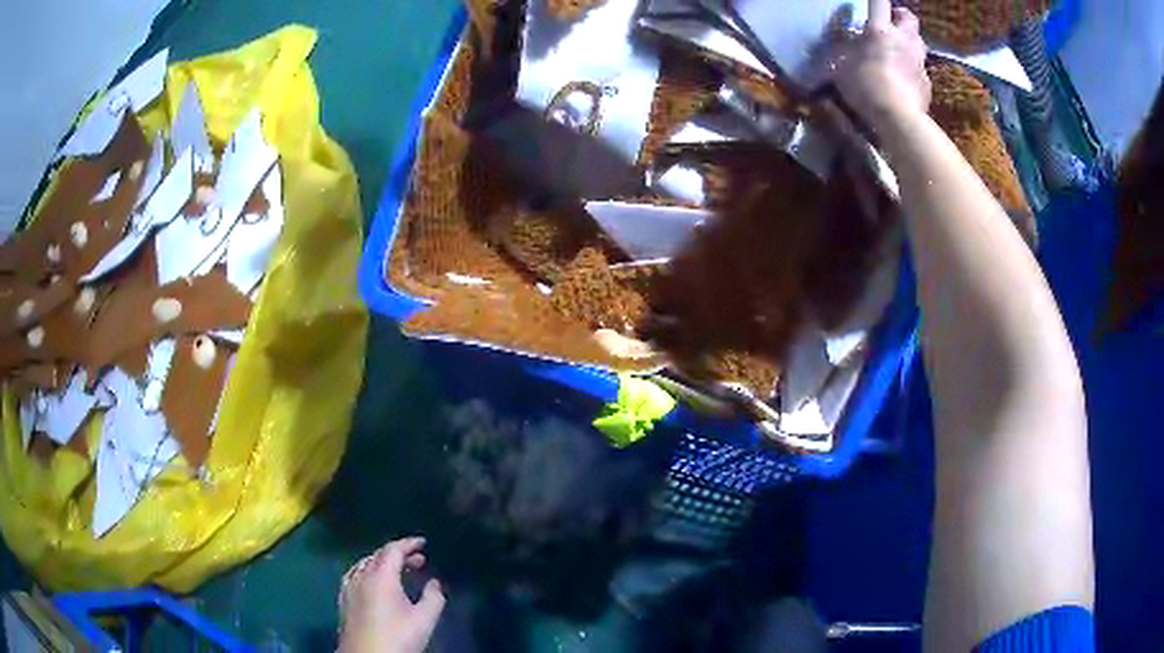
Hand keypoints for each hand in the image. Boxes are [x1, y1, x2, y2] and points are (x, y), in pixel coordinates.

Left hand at [339, 537, 446, 652]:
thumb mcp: (425, 619)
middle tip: (419, 560)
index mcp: (380, 576)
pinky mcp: (343, 600)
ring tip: (400, 572)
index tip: (423, 542)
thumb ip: (434, 597)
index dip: (408, 544)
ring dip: (383, 563)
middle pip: (378, 556)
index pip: (393, 550)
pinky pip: (355, 576)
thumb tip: (435, 582)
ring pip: (365, 565)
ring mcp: (349, 588)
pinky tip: (375, 585)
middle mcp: (361, 576)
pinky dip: (369, 572)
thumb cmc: (398, 637)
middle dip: (399, 554)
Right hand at [822, 0, 930, 132]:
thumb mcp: (841, 67)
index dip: (876, 0)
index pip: (879, 2)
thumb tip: (842, 48)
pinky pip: (921, 71)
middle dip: (901, 16)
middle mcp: (904, 40)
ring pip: (918, 43)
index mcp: (880, 31)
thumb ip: (843, 53)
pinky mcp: (927, 85)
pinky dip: (913, 71)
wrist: (899, 118)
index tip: (872, 3)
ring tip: (900, 51)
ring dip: (910, 42)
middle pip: (909, 18)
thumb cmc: (866, 87)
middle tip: (892, 21)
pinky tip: (905, 81)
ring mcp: (919, 63)